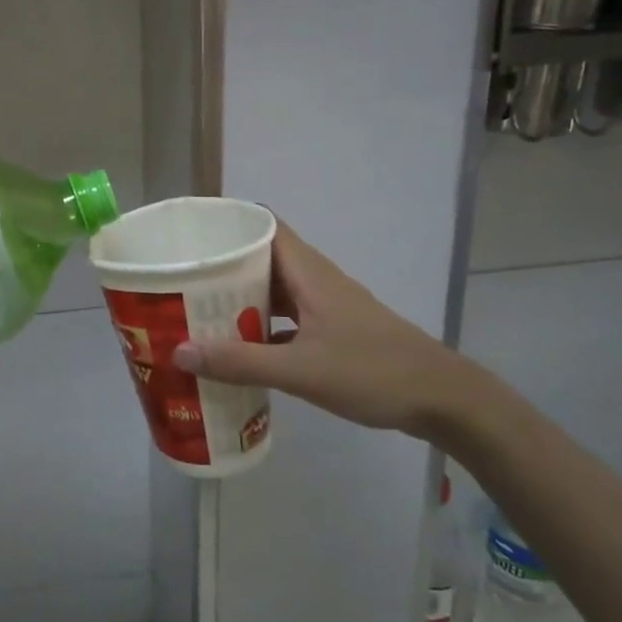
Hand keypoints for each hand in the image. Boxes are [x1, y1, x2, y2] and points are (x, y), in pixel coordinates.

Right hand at [171, 221, 502, 441]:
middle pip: (263, 257)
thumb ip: (240, 362)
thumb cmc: (372, 372)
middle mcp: (316, 280)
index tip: (192, 236)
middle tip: (183, 280)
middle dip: (224, 265)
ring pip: (276, 289)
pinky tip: (240, 350)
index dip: (229, 223)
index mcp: (309, 273)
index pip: (264, 226)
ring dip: (242, 298)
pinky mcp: (335, 330)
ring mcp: (328, 306)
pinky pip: (288, 317)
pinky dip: (263, 326)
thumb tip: (178, 351)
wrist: (442, 398)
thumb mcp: (300, 370)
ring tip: (200, 311)